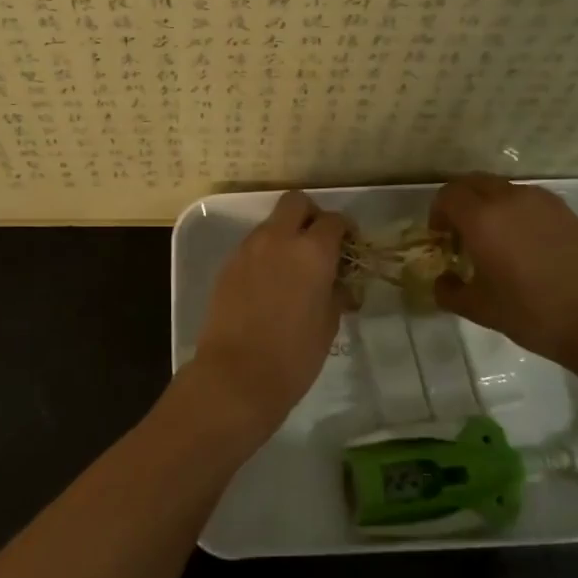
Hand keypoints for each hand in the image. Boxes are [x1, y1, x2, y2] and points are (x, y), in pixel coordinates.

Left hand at [185, 190, 348, 446]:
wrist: (236, 375)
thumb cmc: (294, 355)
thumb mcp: (328, 324)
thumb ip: (335, 293)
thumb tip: (338, 284)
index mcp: (312, 251)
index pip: (333, 221)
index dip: (345, 230)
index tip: (349, 247)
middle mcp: (278, 239)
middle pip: (295, 202)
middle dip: (310, 215)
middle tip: (318, 243)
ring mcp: (248, 249)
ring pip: (271, 223)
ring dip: (285, 234)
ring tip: (292, 267)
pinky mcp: (228, 264)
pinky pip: (252, 246)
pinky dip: (265, 253)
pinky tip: (270, 282)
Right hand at [430, 173, 577, 373]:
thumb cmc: (536, 313)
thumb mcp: (481, 310)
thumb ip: (451, 292)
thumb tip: (442, 282)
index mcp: (482, 217)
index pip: (448, 195)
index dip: (437, 213)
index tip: (440, 237)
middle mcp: (511, 199)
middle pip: (474, 183)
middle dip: (460, 203)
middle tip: (460, 233)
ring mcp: (544, 202)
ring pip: (504, 189)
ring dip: (489, 206)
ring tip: (494, 241)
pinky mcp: (570, 213)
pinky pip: (530, 202)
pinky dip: (516, 213)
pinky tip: (526, 248)